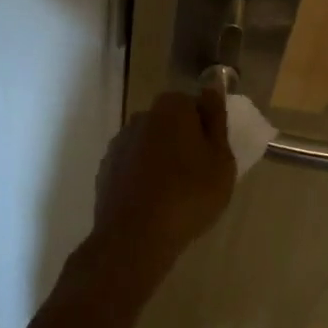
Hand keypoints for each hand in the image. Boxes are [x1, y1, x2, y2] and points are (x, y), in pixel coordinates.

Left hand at [85, 89, 235, 280]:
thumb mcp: (221, 159)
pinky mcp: (106, 169)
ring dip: (161, 159)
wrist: (135, 237)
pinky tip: (153, 203)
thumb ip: (216, 120)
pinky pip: (133, 166)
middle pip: (170, 123)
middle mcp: (141, 117)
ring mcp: (119, 143)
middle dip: (183, 141)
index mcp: (171, 108)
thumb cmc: (189, 195)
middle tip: (199, 175)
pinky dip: (143, 177)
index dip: (206, 128)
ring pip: (150, 145)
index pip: (194, 104)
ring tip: (176, 194)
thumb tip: (211, 89)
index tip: (213, 155)